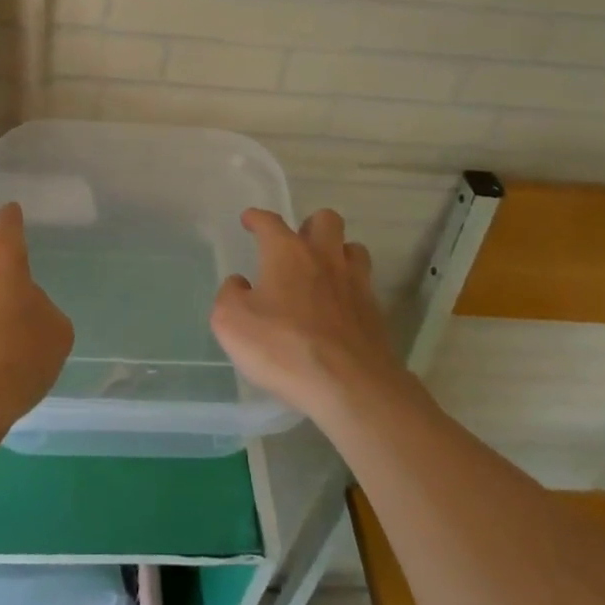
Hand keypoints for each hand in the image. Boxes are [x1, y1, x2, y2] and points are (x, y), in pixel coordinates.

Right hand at [210, 208, 408, 422]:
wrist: (350, 386)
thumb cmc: (283, 347)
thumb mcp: (231, 322)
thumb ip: (229, 295)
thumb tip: (240, 284)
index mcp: (287, 253)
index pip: (270, 222)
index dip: (257, 218)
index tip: (249, 220)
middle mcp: (324, 258)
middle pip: (326, 220)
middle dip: (310, 225)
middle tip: (297, 244)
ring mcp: (355, 283)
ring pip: (353, 248)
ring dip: (338, 253)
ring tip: (324, 271)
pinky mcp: (375, 313)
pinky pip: (365, 286)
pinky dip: (351, 289)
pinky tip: (339, 309)